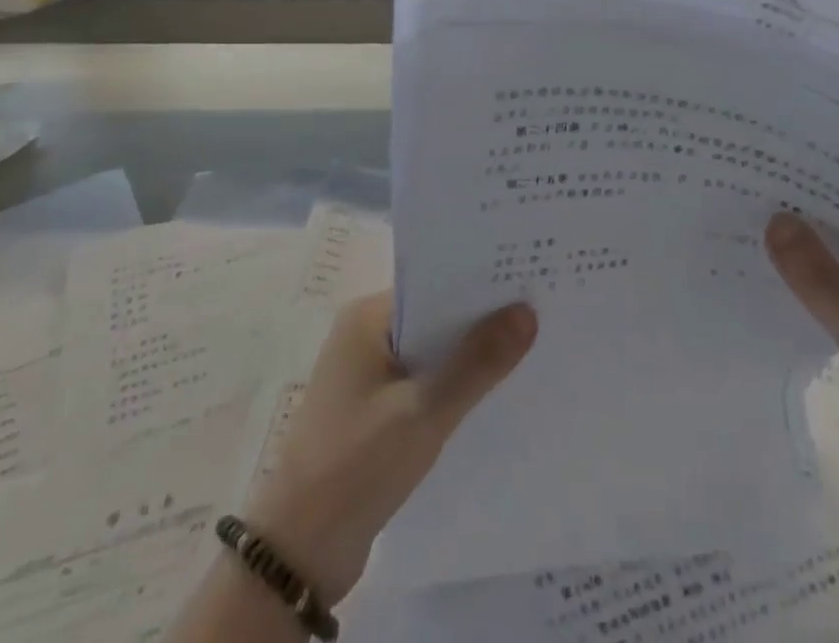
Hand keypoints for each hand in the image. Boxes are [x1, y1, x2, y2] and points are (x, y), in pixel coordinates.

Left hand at [242, 292, 536, 603]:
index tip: (529, 283)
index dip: (481, 284)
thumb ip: (476, 363)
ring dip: (469, 359)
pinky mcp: (374, 412)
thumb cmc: (355, 467)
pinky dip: (453, 389)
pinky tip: (493, 399)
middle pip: (435, 316)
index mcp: (366, 317)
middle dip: (481, 321)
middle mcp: (365, 335)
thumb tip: (527, 312)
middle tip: (541, 316)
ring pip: (432, 353)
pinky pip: (424, 385)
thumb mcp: (424, 412)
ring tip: (530, 354)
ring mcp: (368, 375)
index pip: (435, 284)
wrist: (297, 555)